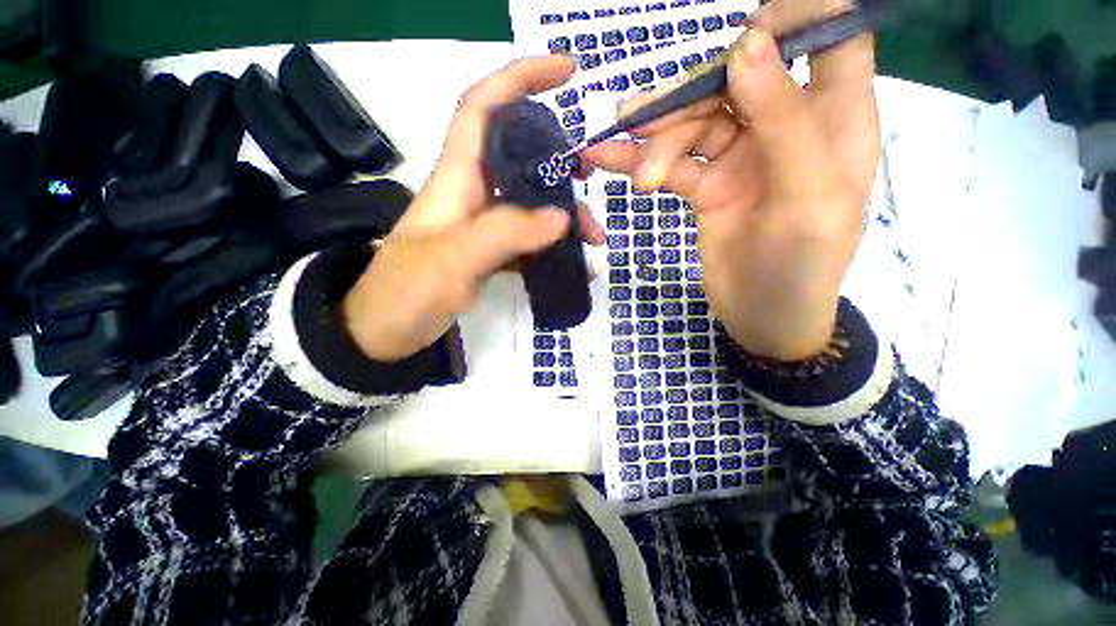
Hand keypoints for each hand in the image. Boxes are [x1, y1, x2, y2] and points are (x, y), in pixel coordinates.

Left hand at [342, 56, 604, 361]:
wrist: (384, 333)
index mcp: (457, 177)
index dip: (520, 80)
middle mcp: (473, 193)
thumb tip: (562, 217)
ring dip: (564, 215)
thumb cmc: (407, 291)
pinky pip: (529, 240)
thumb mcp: (454, 258)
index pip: (484, 107)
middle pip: (520, 158)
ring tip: (592, 239)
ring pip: (531, 204)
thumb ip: (506, 233)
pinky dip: (553, 247)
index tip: (565, 73)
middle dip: (558, 161)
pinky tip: (573, 262)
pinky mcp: (489, 253)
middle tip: (589, 177)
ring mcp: (483, 226)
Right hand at [585, 0, 878, 360]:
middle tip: (642, 124)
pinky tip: (608, 157)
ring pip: (694, 122)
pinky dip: (639, 159)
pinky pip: (671, 161)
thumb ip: (784, 121)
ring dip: (656, 137)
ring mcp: (740, 155)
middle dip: (687, 100)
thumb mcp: (807, 199)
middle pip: (735, 80)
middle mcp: (786, 126)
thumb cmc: (801, 267)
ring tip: (623, 154)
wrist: (763, 317)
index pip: (831, 37)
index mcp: (834, 119)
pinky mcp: (707, 184)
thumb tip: (745, 46)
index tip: (745, 33)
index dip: (796, 16)